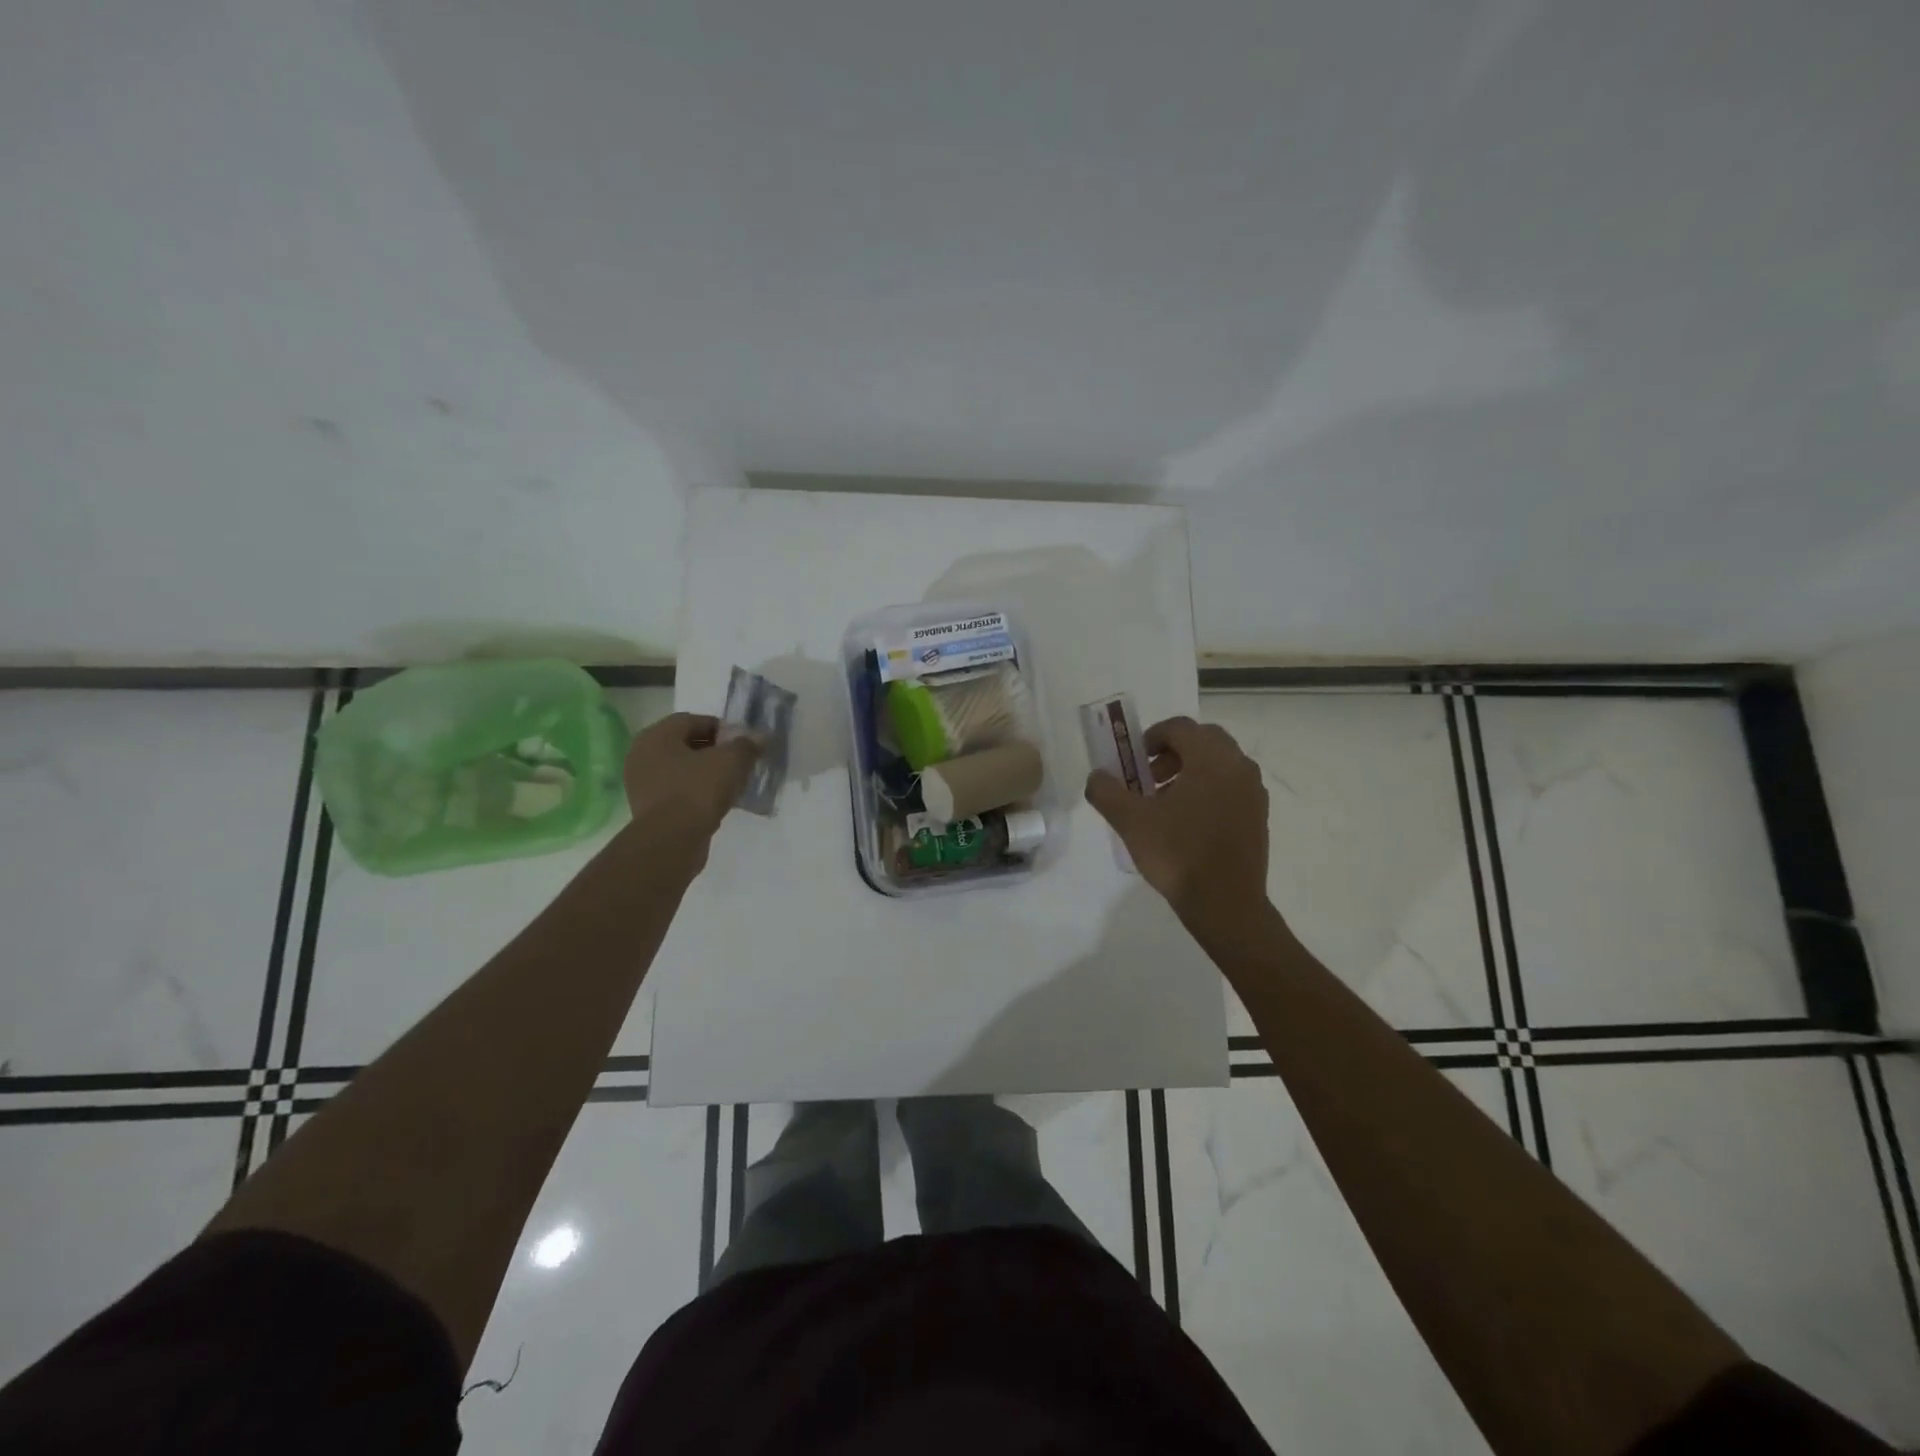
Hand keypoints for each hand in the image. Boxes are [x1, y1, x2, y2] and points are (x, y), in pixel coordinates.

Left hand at [623, 713, 759, 841]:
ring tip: (731, 784)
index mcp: (656, 735)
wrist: (671, 840)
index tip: (743, 743)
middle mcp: (642, 754)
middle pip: (685, 745)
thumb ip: (747, 745)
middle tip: (739, 762)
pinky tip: (715, 802)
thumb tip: (760, 737)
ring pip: (681, 769)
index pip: (693, 720)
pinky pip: (677, 791)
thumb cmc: (697, 790)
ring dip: (705, 773)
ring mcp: (641, 783)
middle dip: (714, 751)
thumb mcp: (731, 761)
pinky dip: (695, 792)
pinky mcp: (648, 808)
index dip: (722, 729)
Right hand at [1084, 715, 1268, 923]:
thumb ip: (1106, 792)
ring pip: (1219, 763)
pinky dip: (1208, 789)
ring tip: (1165, 803)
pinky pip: (1231, 786)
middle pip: (1204, 740)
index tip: (1134, 760)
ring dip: (1191, 770)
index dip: (1152, 736)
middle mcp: (1238, 767)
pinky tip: (1188, 822)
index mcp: (1211, 759)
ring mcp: (1253, 792)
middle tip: (1150, 777)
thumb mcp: (1130, 821)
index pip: (1180, 727)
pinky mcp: (1259, 816)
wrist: (1225, 904)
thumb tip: (1097, 777)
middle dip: (1173, 751)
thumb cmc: (1177, 854)